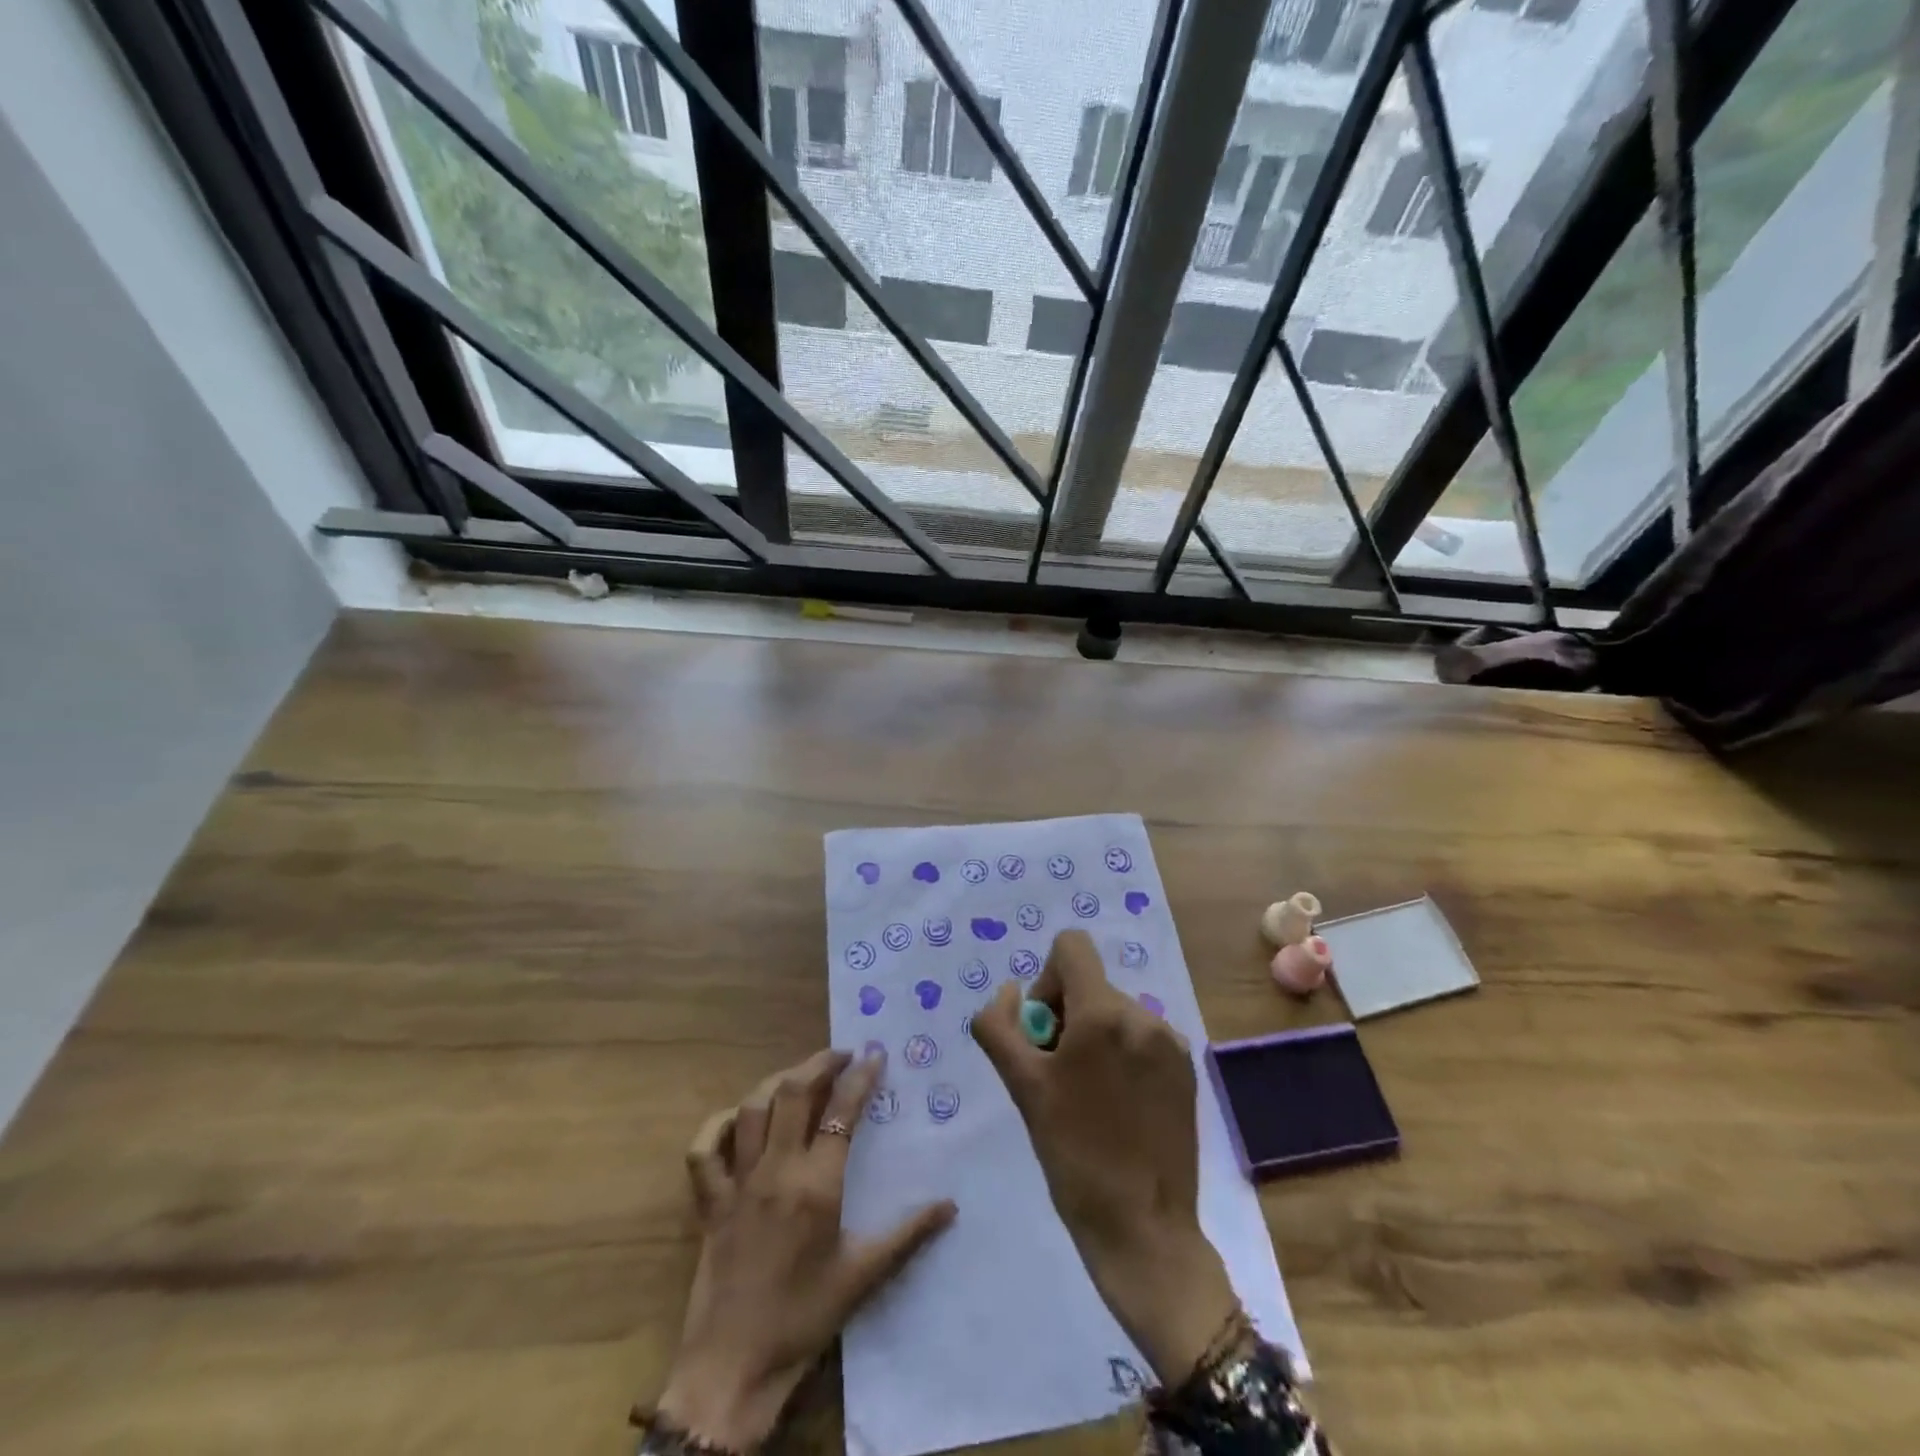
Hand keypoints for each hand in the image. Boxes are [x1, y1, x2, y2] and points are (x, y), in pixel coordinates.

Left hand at [658, 1049, 956, 1449]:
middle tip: (842, 1055)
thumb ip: (908, 1234)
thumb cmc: (803, 1320)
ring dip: (776, 1082)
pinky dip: (717, 1125)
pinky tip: (736, 1118)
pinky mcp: (709, 1203)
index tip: (874, 1056)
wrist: (732, 1369)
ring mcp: (737, 1183)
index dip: (860, 1078)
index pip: (841, 1112)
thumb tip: (950, 1205)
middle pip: (792, 1093)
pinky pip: (703, 1151)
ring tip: (800, 1075)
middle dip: (819, 1064)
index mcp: (816, 1185)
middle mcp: (775, 1171)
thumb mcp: (863, 1277)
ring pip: (751, 1109)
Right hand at [973, 931, 1236, 1383]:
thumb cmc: (1073, 1156)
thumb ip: (999, 1025)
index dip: (1045, 980)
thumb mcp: (1022, 1087)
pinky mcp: (1187, 1070)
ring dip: (1091, 1039)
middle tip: (1057, 1078)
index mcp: (1105, 1013)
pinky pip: (1139, 1037)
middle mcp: (1144, 1015)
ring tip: (1087, 1098)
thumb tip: (1010, 991)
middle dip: (1065, 1018)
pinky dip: (1119, 1056)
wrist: (1144, 1230)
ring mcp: (1171, 1043)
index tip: (1044, 1035)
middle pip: (1089, 984)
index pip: (1071, 946)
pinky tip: (1116, 1107)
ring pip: (1113, 1012)